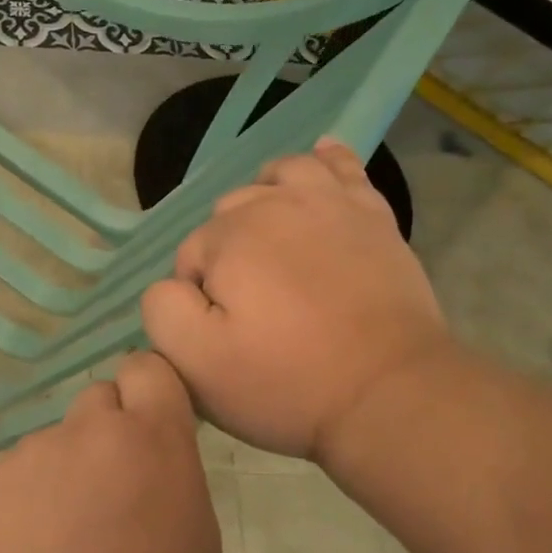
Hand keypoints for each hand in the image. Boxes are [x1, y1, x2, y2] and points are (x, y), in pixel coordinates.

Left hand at [0, 352, 222, 552]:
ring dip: (59, 481)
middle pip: (97, 403)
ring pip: (51, 450)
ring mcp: (24, 460)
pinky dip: (18, 512)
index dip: (149, 395)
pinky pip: (10, 485)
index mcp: (152, 445)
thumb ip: (173, 498)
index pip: (148, 370)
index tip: (151, 433)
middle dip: (106, 437)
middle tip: (106, 503)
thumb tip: (145, 486)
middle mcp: (84, 435)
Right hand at [142, 138, 451, 461]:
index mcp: (229, 238)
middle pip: (230, 213)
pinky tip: (318, 160)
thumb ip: (162, 309)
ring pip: (279, 176)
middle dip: (228, 252)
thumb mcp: (196, 363)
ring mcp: (330, 204)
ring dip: (264, 199)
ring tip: (270, 239)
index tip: (225, 336)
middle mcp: (275, 204)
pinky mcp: (373, 216)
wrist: (389, 392)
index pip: (189, 257)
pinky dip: (325, 160)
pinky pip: (343, 168)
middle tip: (252, 308)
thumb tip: (174, 284)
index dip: (197, 298)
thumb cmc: (286, 382)